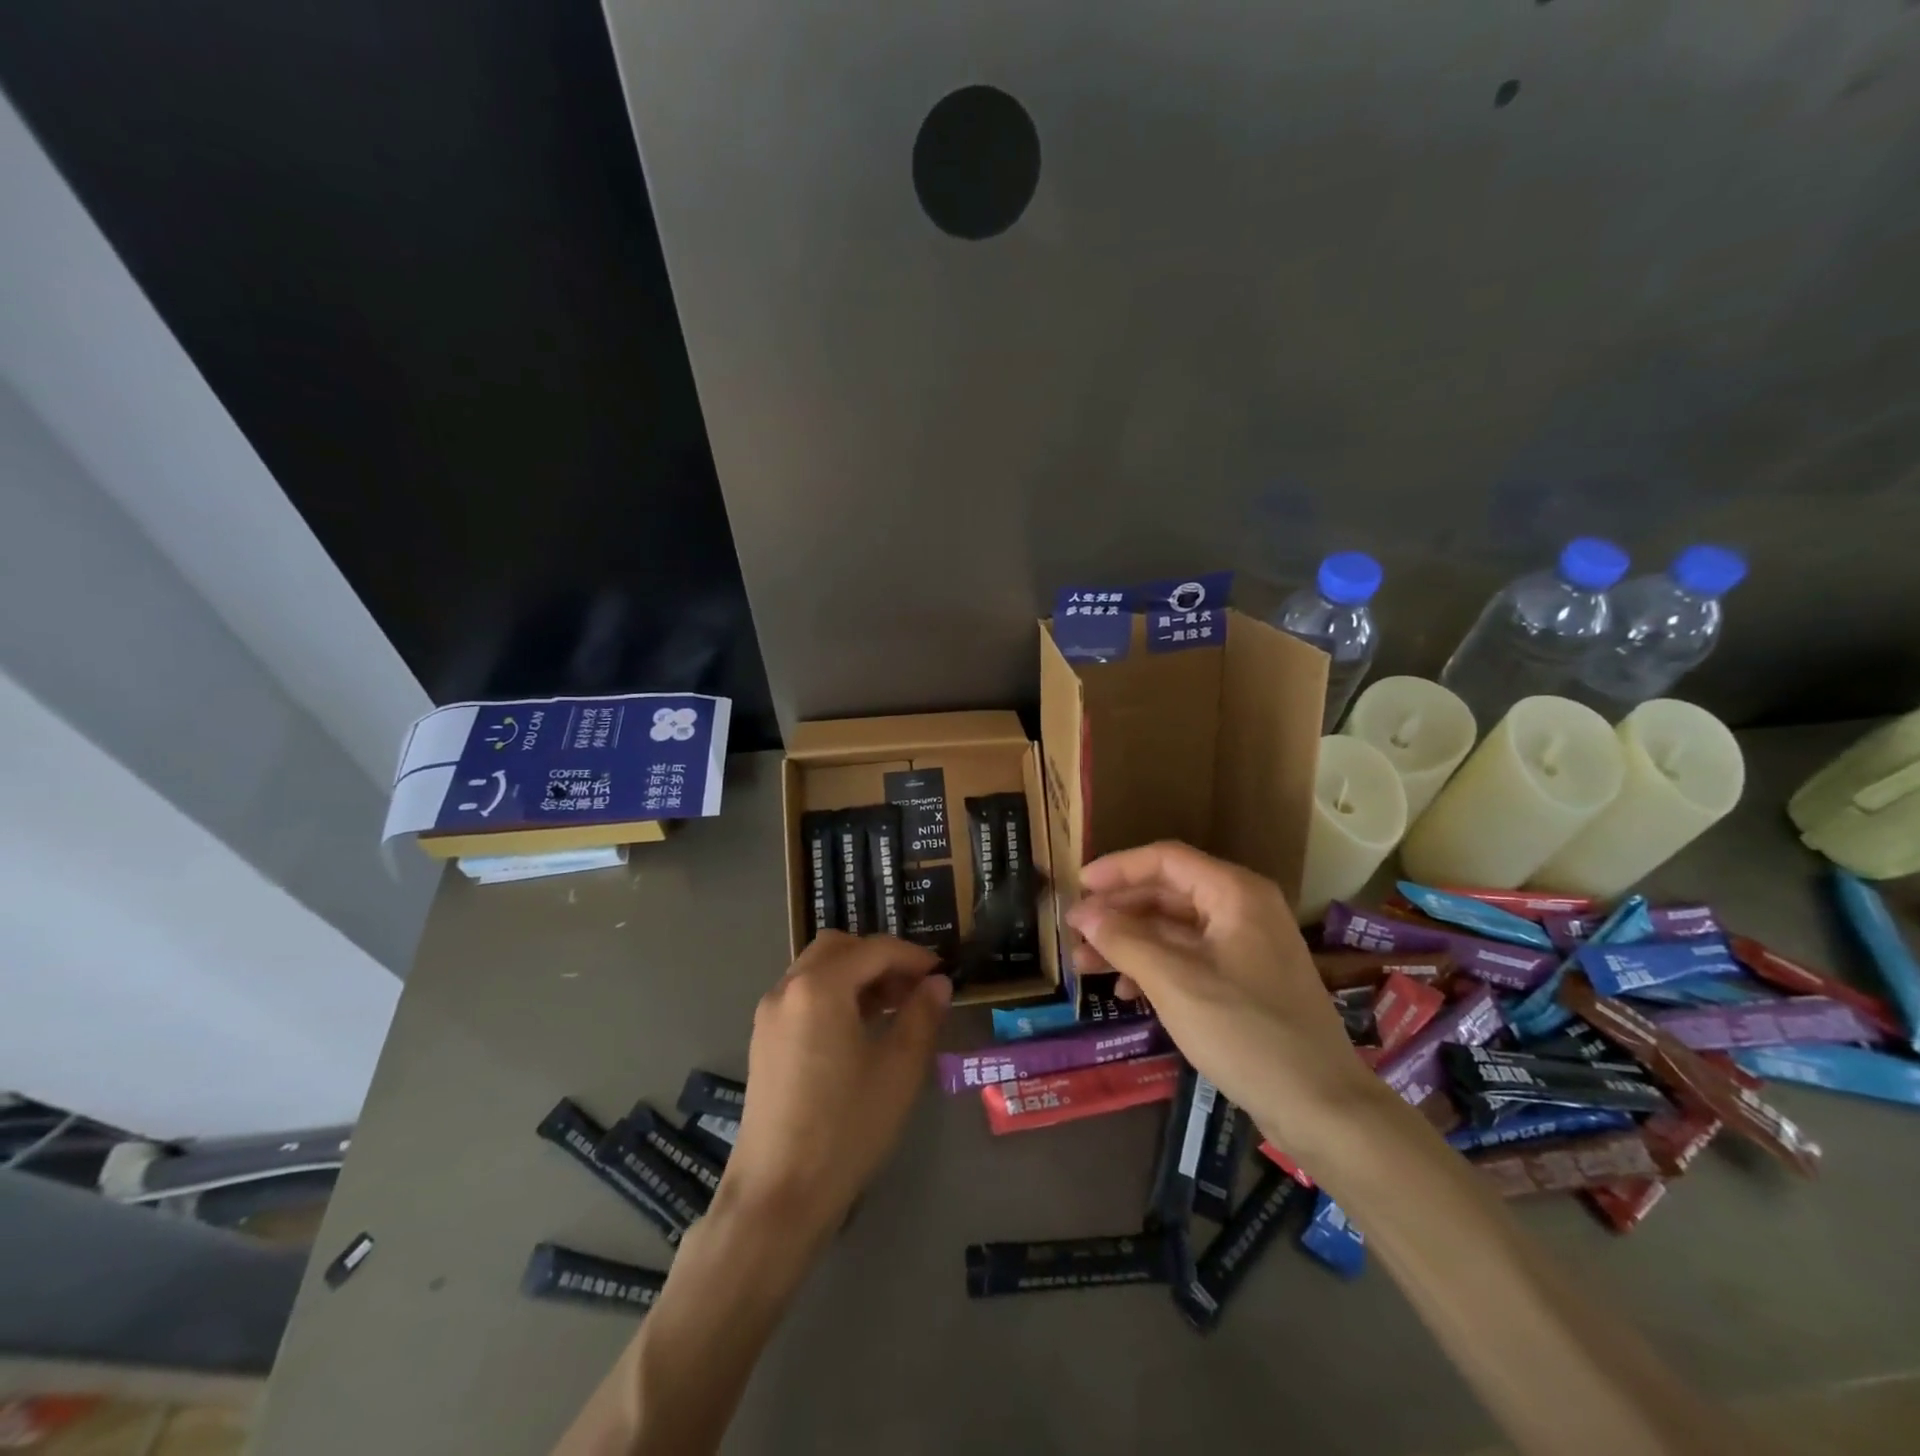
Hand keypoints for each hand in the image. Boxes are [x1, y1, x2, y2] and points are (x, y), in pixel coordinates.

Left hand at [721, 932, 950, 1241]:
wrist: (777, 1195)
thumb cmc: (845, 1128)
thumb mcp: (898, 1070)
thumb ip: (922, 1015)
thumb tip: (938, 983)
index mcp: (819, 987)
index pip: (874, 950)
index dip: (913, 956)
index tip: (942, 973)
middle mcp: (788, 988)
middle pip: (839, 948)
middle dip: (880, 958)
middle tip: (913, 987)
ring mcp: (769, 1014)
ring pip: (817, 969)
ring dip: (856, 975)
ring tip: (892, 1008)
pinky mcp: (764, 1040)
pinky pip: (803, 995)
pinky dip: (834, 994)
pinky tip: (859, 1029)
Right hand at [1065, 842, 1380, 1150]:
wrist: (1321, 1107)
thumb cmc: (1245, 1032)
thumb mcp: (1174, 982)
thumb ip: (1124, 940)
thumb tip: (1084, 914)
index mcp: (1235, 893)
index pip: (1165, 860)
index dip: (1117, 868)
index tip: (1077, 886)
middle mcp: (1242, 908)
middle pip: (1167, 893)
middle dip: (1118, 912)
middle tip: (1074, 933)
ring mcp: (1245, 945)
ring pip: (1174, 928)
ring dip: (1129, 942)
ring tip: (1085, 965)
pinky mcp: (1245, 979)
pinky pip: (1189, 956)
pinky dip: (1154, 966)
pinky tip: (1124, 989)